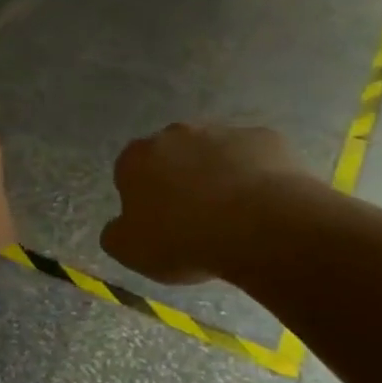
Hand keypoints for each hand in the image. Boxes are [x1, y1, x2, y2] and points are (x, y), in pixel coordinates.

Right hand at [101, 123, 319, 283]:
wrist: (260, 227)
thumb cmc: (183, 239)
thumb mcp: (130, 251)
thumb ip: (115, 234)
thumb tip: (119, 226)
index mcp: (136, 158)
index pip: (129, 171)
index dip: (142, 198)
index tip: (157, 223)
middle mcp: (175, 134)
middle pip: (172, 156)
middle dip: (180, 179)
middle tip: (194, 218)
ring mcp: (223, 132)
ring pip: (215, 153)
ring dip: (218, 175)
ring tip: (234, 215)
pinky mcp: (265, 138)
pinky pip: (255, 157)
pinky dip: (257, 176)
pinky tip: (265, 205)